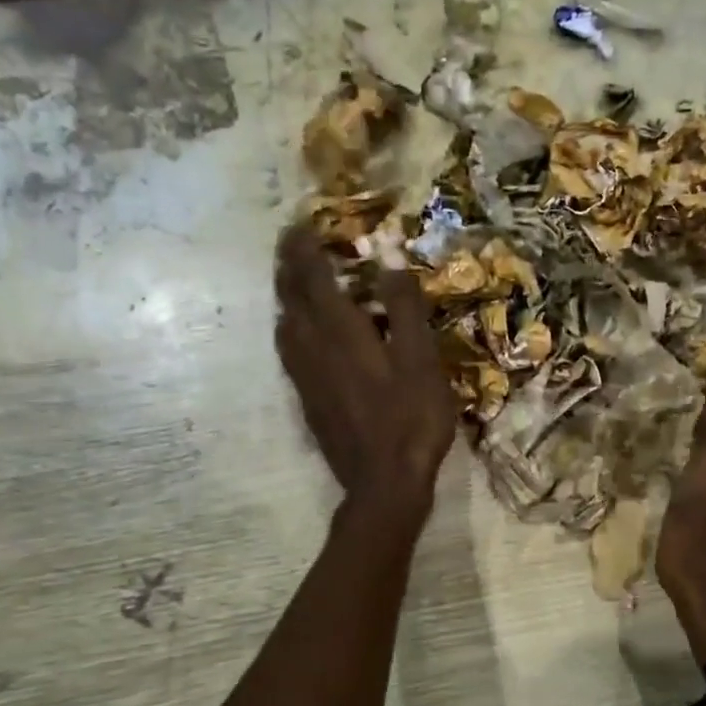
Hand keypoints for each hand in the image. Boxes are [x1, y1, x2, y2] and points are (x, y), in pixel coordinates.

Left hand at [275, 227, 456, 514]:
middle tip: (292, 243)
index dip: (304, 247)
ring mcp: (305, 376)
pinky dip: (290, 327)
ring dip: (285, 295)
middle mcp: (313, 348)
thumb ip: (405, 309)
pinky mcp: (307, 399)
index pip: (312, 277)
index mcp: (341, 332)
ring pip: (284, 324)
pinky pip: (288, 351)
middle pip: (289, 297)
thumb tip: (389, 259)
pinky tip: (300, 334)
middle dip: (288, 265)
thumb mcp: (421, 361)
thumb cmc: (411, 419)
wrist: (384, 482)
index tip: (301, 222)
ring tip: (294, 280)